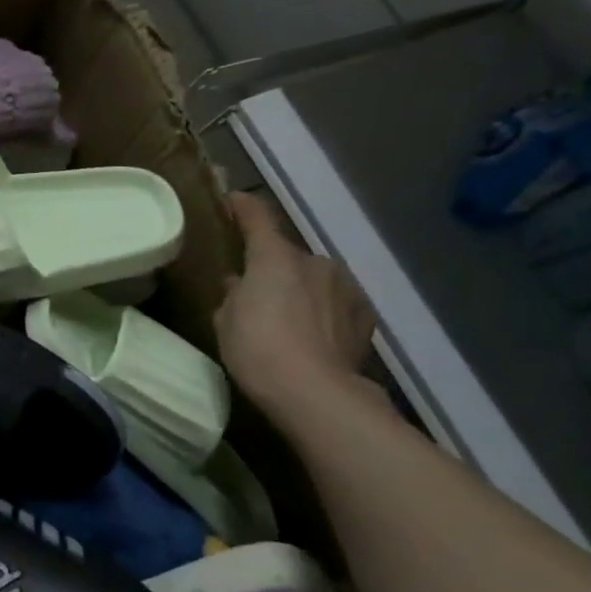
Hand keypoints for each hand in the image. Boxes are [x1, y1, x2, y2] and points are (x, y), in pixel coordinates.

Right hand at [216, 192, 376, 418]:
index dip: (243, 206)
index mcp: (275, 257)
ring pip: (315, 280)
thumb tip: (239, 284)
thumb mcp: (226, 320)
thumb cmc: (256, 349)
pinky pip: (336, 304)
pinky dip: (323, 313)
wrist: (314, 392)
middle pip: (287, 257)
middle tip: (256, 294)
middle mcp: (314, 262)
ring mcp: (345, 288)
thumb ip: (232, 294)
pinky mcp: (365, 317)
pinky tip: (313, 336)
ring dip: (301, 291)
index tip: (232, 199)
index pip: (257, 218)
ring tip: (287, 321)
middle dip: (273, 269)